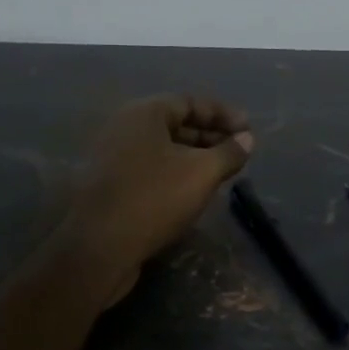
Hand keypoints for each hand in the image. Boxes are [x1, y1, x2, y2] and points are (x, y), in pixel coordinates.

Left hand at [61, 95, 254, 304]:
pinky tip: (193, 191)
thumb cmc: (154, 199)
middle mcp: (124, 128)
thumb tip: (247, 139)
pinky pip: (150, 168)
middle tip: (238, 153)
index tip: (248, 130)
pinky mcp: (111, 184)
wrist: (100, 247)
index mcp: (143, 113)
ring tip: (221, 173)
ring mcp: (113, 156)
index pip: (189, 101)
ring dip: (194, 157)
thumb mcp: (201, 173)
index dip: (222, 114)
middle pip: (175, 123)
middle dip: (209, 136)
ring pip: (163, 148)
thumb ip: (228, 152)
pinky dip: (175, 173)